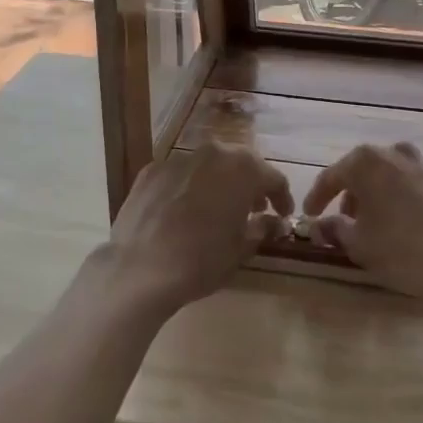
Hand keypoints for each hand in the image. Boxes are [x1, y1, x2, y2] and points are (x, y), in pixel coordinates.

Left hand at [108, 143, 292, 315]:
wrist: (138, 268)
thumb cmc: (201, 261)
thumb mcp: (241, 249)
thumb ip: (262, 228)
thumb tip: (274, 221)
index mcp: (242, 169)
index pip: (273, 177)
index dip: (282, 197)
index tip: (283, 214)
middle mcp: (212, 153)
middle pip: (240, 164)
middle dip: (251, 185)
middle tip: (255, 209)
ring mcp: (179, 158)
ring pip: (209, 165)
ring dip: (219, 182)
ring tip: (219, 208)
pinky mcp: (151, 169)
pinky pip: (180, 174)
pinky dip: (189, 186)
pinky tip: (184, 210)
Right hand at [304, 142, 422, 317]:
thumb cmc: (404, 252)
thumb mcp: (359, 245)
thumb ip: (334, 229)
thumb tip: (321, 225)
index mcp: (368, 162)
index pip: (332, 176)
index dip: (317, 198)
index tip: (309, 216)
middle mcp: (399, 153)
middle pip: (367, 171)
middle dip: (355, 194)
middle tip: (349, 220)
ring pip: (398, 175)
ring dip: (386, 194)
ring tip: (386, 222)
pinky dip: (416, 200)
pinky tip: (419, 224)